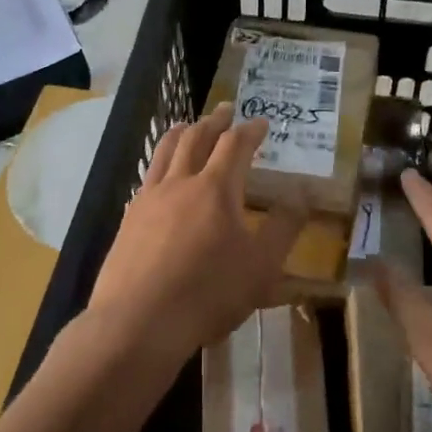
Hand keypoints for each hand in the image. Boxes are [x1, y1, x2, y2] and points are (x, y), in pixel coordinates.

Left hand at [86, 104, 306, 372]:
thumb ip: (284, 227)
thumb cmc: (209, 292)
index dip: (250, 130)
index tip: (261, 122)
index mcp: (216, 188)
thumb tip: (302, 195)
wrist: (139, 321)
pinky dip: (160, 163)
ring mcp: (149, 199)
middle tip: (225, 110)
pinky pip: (148, 177)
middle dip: (214, 121)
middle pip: (196, 138)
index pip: (235, 145)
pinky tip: (161, 176)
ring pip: (165, 151)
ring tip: (188, 125)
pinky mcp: (128, 219)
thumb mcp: (262, 266)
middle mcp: (180, 183)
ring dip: (181, 132)